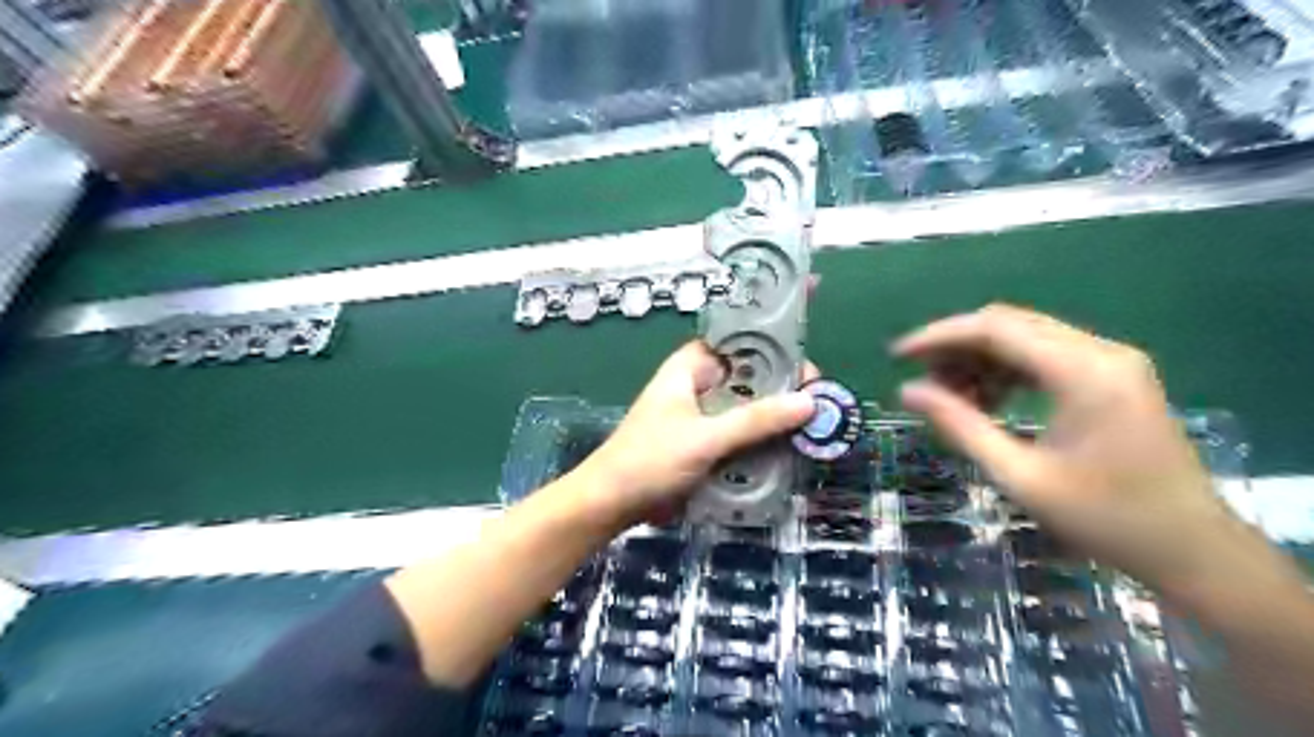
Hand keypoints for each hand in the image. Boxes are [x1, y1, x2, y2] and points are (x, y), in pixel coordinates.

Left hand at [577, 339, 816, 528]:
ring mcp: (704, 415)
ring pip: (749, 405)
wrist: (612, 504)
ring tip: (813, 425)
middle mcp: (700, 384)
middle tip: (817, 399)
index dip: (772, 337)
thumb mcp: (705, 438)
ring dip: (776, 414)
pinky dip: (763, 437)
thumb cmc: (650, 460)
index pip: (738, 338)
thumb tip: (810, 402)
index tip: (805, 348)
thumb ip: (756, 420)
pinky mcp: (707, 442)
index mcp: (692, 367)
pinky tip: (791, 447)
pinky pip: (743, 432)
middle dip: (783, 384)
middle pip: (750, 374)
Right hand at [892, 305, 1233, 592]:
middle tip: (920, 379)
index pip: (995, 328)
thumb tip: (907, 391)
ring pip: (1026, 337)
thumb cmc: (1105, 519)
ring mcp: (1112, 361)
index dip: (939, 336)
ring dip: (980, 359)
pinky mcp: (1113, 376)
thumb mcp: (1019, 475)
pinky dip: (1007, 370)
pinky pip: (1046, 356)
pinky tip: (987, 400)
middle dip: (956, 346)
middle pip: (1010, 324)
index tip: (898, 355)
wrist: (1193, 549)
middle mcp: (1101, 352)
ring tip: (948, 396)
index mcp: (1082, 372)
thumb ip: (960, 425)